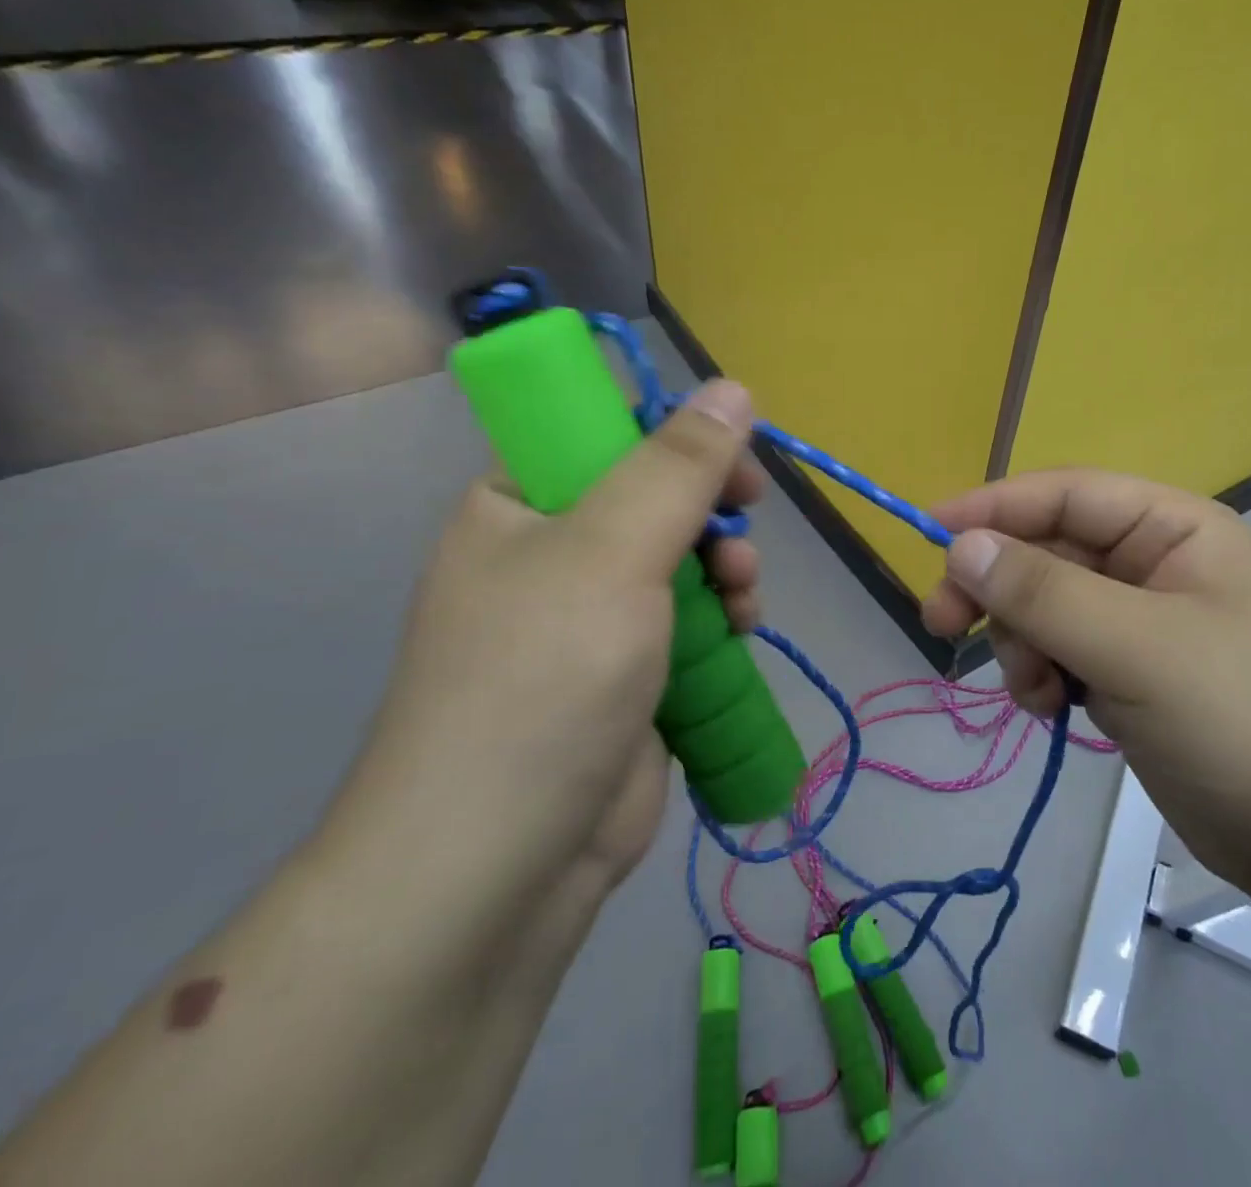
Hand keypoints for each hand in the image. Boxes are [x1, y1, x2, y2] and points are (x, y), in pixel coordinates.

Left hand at [327, 380, 763, 925]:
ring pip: (686, 556)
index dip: (671, 431)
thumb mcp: (611, 552)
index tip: (725, 456)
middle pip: (657, 494)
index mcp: (520, 503)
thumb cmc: (542, 681)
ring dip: (728, 563)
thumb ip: (676, 467)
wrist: (504, 863)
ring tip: (744, 591)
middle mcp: (554, 551)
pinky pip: (694, 616)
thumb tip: (732, 387)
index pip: (602, 430)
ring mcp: (597, 615)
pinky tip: (745, 630)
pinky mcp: (635, 669)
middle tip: (745, 515)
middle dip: (711, 506)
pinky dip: (726, 615)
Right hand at [922, 469, 1250, 893]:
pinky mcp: (1125, 670)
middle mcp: (1152, 562)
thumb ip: (1044, 592)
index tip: (929, 534)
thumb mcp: (1137, 647)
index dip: (995, 507)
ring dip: (1020, 641)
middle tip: (942, 623)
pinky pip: (1056, 649)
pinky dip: (1038, 673)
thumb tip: (960, 547)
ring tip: (1034, 689)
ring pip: (1042, 604)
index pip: (1065, 495)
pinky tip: (1049, 708)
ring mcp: (1137, 620)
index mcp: (1171, 528)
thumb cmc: (1240, 719)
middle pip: (1045, 551)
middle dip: (997, 588)